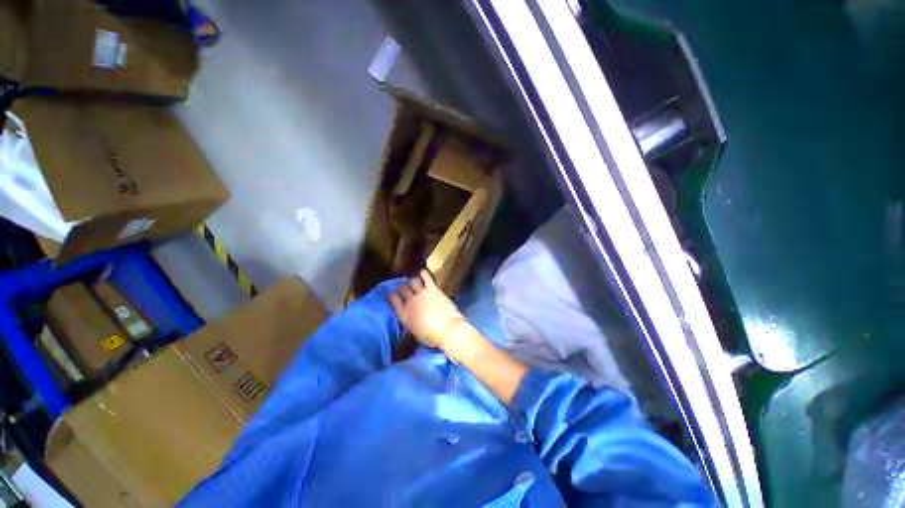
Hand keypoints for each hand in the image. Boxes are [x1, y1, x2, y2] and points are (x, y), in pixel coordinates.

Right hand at [390, 270, 465, 349]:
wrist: (447, 329)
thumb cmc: (431, 336)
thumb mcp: (415, 331)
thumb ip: (411, 320)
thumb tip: (411, 316)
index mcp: (403, 314)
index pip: (393, 300)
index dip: (393, 296)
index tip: (394, 295)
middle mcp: (410, 301)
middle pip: (403, 289)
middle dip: (404, 289)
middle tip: (408, 290)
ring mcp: (421, 293)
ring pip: (413, 281)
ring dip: (413, 282)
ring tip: (416, 283)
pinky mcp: (433, 289)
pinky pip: (426, 277)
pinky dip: (423, 274)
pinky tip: (423, 272)